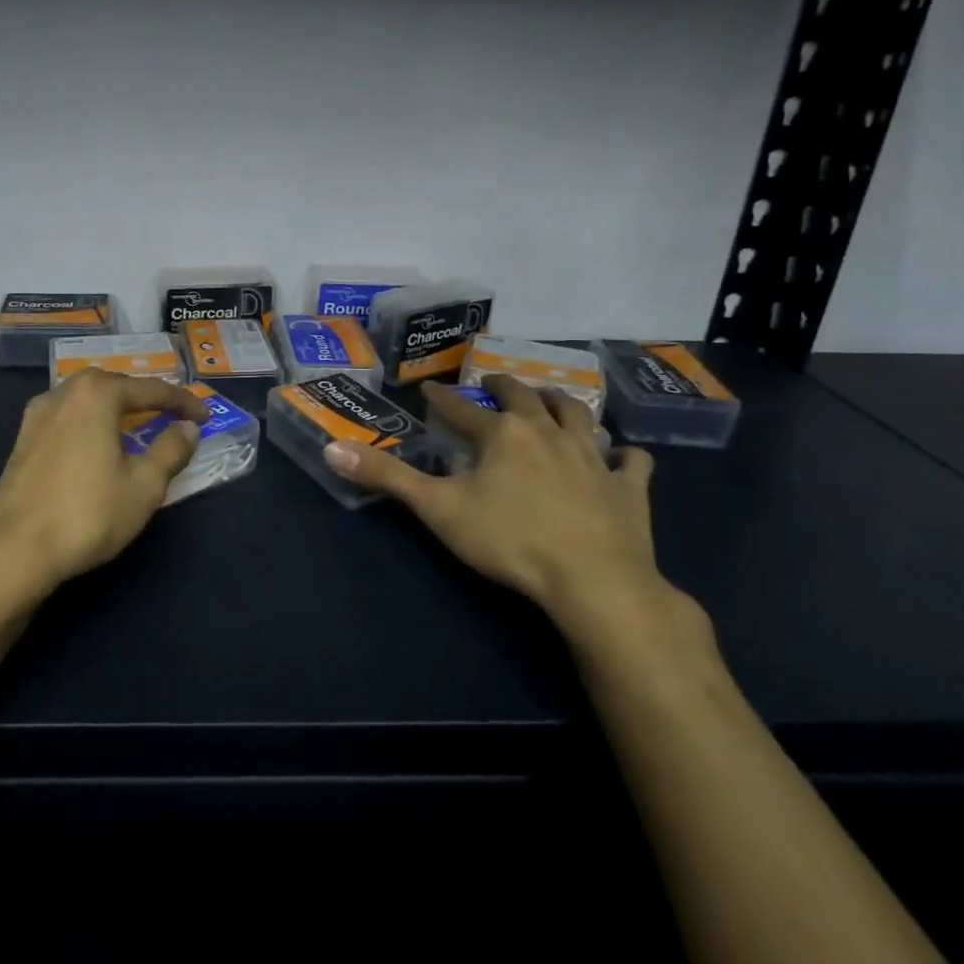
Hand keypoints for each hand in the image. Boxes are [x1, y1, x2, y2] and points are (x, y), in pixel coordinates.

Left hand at [0, 372, 207, 598]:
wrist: (14, 550)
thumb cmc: (87, 514)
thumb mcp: (144, 486)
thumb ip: (170, 451)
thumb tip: (187, 430)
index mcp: (96, 395)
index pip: (151, 390)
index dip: (183, 402)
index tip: (205, 417)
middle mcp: (64, 393)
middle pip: (114, 385)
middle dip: (144, 397)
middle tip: (170, 415)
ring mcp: (37, 415)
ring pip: (86, 399)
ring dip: (114, 408)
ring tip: (135, 427)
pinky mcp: (23, 440)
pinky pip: (67, 417)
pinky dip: (90, 422)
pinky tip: (96, 445)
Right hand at [323, 375, 680, 638]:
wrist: (595, 582)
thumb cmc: (509, 540)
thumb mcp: (437, 509)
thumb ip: (386, 478)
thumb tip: (333, 449)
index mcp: (502, 435)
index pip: (462, 409)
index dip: (442, 399)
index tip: (430, 389)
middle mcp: (547, 433)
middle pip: (523, 398)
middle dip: (503, 387)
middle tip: (492, 382)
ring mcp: (592, 458)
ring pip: (578, 416)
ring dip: (561, 403)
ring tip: (551, 397)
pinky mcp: (628, 488)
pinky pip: (631, 462)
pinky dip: (624, 455)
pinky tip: (622, 456)